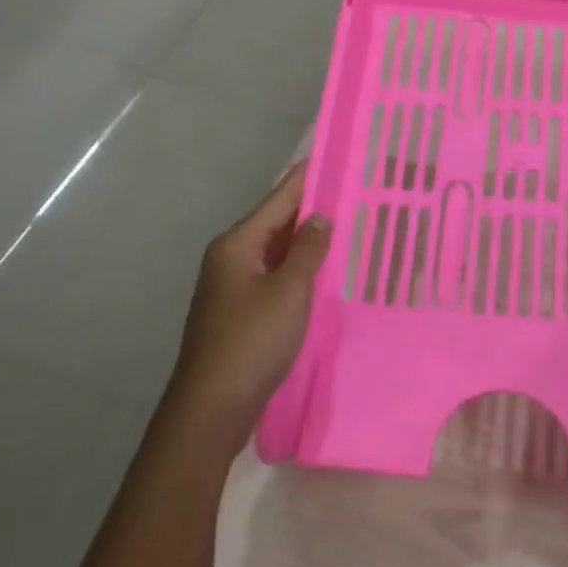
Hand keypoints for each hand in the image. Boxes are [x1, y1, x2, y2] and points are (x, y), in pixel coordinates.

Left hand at [164, 160, 331, 453]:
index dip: (309, 177)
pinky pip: (276, 276)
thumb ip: (308, 250)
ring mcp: (234, 286)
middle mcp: (232, 258)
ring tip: (350, 226)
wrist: (211, 409)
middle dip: (314, 209)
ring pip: (278, 251)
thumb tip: (321, 216)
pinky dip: (301, 269)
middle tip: (355, 193)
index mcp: (237, 244)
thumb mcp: (288, 291)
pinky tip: (327, 271)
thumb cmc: (251, 342)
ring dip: (309, 241)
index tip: (337, 156)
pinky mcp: (242, 312)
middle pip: (277, 222)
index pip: (279, 198)